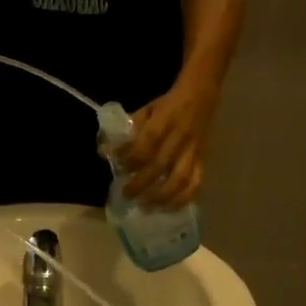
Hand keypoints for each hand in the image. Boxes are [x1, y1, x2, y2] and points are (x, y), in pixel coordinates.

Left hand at [123, 78, 216, 208]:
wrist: (201, 96)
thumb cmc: (168, 105)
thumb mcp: (146, 110)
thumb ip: (127, 131)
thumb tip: (104, 151)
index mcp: (165, 121)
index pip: (147, 142)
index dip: (131, 158)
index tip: (118, 168)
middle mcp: (180, 138)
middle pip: (160, 165)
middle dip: (141, 183)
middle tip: (126, 195)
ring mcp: (193, 152)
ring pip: (180, 179)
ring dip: (162, 196)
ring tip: (145, 207)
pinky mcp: (202, 161)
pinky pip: (196, 184)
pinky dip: (183, 199)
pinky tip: (168, 208)